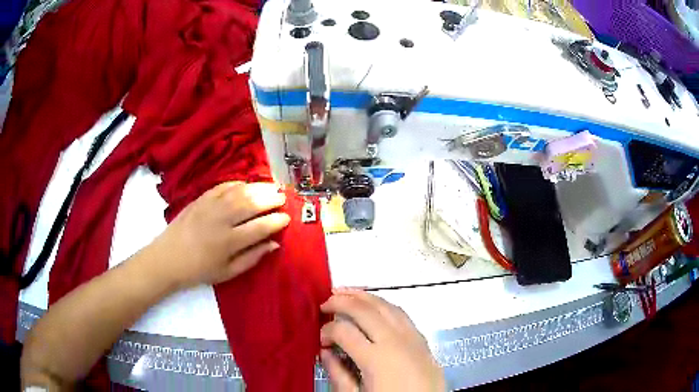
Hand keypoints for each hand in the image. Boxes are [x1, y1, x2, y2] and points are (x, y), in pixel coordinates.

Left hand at [144, 182, 289, 288]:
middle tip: (282, 197)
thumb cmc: (199, 270)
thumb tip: (274, 244)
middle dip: (270, 199)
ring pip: (239, 192)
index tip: (287, 218)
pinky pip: (222, 186)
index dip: (276, 221)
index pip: (260, 227)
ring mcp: (209, 206)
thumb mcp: (228, 273)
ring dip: (257, 187)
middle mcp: (221, 220)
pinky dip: (237, 184)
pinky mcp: (200, 199)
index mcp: (229, 242)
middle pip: (251, 204)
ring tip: (271, 186)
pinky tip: (246, 185)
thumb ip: (252, 258)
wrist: (168, 258)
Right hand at [320, 289, 444, 391]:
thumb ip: (338, 374)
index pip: (343, 331)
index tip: (320, 339)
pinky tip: (374, 306)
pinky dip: (383, 304)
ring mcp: (411, 337)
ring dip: (362, 296)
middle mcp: (394, 341)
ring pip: (385, 305)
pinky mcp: (422, 339)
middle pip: (364, 310)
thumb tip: (324, 351)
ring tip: (345, 292)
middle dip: (340, 301)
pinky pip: (401, 313)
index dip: (326, 331)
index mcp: (376, 359)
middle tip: (324, 303)